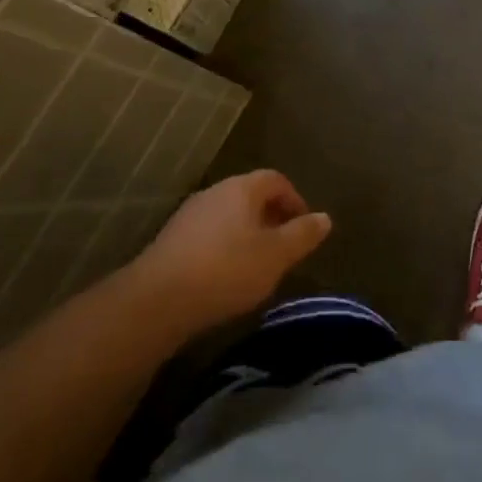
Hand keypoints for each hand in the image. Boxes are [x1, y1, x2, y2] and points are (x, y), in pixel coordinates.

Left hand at [128, 170, 331, 333]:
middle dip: (271, 218)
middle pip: (251, 196)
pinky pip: (208, 235)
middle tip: (284, 248)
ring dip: (247, 234)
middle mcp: (215, 192)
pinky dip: (224, 248)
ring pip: (228, 216)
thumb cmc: (226, 270)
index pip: (276, 180)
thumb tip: (325, 218)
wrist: (157, 301)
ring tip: (257, 266)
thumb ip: (303, 235)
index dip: (295, 200)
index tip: (304, 228)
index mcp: (242, 188)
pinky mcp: (171, 240)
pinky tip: (225, 277)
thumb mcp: (276, 256)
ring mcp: (189, 215)